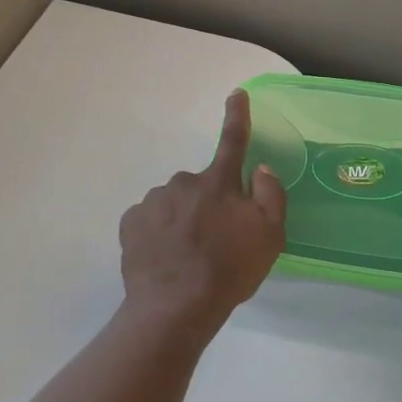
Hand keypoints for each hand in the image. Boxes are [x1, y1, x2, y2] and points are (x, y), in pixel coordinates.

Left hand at [119, 89, 286, 332]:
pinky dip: (159, 232)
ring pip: (174, 202)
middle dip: (208, 203)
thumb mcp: (270, 236)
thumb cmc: (229, 270)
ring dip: (182, 219)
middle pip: (202, 185)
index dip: (237, 116)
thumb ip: (270, 195)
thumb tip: (260, 168)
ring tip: (188, 256)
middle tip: (215, 240)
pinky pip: (150, 219)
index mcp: (219, 183)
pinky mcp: (131, 223)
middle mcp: (183, 182)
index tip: (237, 93)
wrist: (175, 307)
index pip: (233, 141)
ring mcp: (153, 201)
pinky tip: (166, 258)